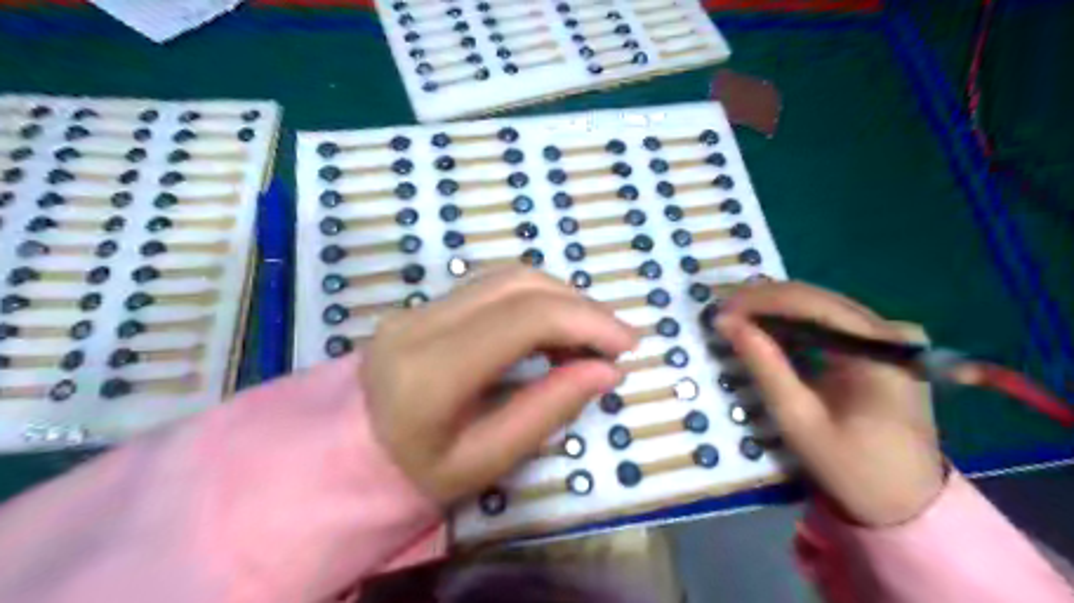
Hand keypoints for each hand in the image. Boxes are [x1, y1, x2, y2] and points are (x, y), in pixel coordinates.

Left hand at [366, 269, 641, 504]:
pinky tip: (551, 329)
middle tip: (614, 339)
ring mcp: (417, 307)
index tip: (626, 345)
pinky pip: (492, 287)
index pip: (523, 318)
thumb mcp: (487, 460)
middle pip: (519, 284)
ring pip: (508, 277)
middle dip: (580, 305)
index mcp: (431, 372)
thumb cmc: (419, 473)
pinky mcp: (423, 305)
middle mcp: (420, 324)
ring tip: (587, 337)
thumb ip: (547, 410)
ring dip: (560, 298)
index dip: (585, 321)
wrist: (349, 455)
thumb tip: (606, 371)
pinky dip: (535, 300)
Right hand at [717, 283, 940, 525]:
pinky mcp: (877, 347)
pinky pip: (826, 324)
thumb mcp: (799, 418)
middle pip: (816, 298)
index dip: (760, 300)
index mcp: (880, 348)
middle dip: (763, 302)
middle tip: (721, 315)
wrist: (906, 503)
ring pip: (818, 306)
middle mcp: (889, 330)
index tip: (720, 310)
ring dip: (774, 311)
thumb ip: (764, 365)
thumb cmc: (852, 467)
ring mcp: (886, 337)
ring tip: (735, 321)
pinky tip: (764, 333)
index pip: (812, 303)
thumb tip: (725, 322)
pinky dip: (791, 326)